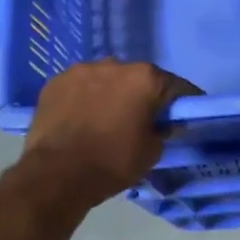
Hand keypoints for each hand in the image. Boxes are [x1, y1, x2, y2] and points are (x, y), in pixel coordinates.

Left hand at [18, 59, 199, 207]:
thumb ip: (163, 130)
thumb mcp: (152, 152)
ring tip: (107, 118)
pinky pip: (81, 87)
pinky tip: (82, 118)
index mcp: (145, 78)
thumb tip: (164, 123)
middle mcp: (115, 64)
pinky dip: (86, 98)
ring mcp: (82, 70)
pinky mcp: (55, 82)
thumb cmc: (113, 162)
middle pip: (139, 78)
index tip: (183, 115)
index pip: (175, 86)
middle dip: (143, 95)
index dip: (182, 102)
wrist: (56, 175)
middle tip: (142, 118)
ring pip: (107, 79)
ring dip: (112, 93)